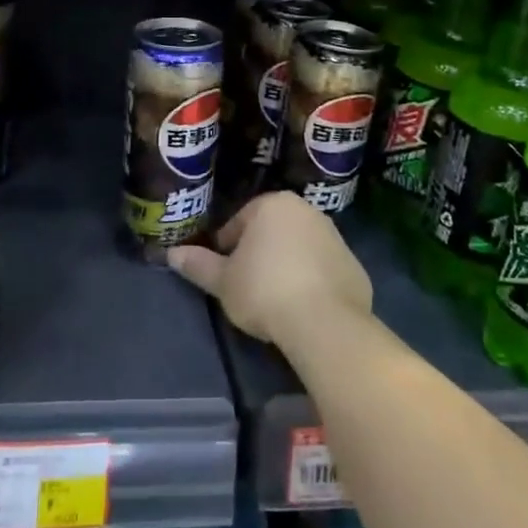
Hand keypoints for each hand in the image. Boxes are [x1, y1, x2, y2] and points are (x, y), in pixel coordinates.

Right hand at [167, 192, 371, 350]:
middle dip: (259, 253)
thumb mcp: (224, 281)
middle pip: (272, 231)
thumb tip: (172, 254)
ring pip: (299, 248)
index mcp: (273, 205)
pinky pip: (323, 270)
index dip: (227, 247)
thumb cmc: (265, 291)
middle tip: (246, 284)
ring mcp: (336, 237)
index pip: (241, 220)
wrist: (325, 323)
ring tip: (274, 300)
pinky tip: (302, 308)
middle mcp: (307, 211)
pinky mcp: (355, 266)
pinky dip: (312, 282)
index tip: (224, 271)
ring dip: (286, 266)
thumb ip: (198, 265)